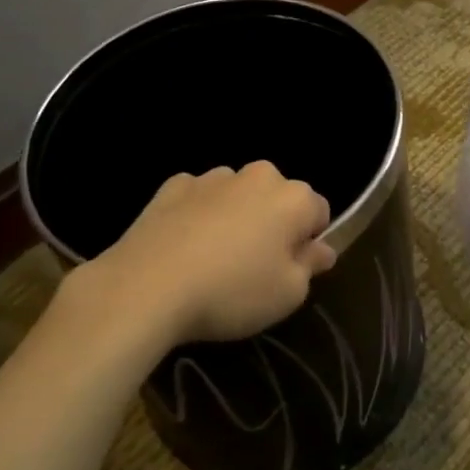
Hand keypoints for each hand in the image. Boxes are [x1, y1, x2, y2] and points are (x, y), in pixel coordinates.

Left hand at [79, 161, 336, 346]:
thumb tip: (322, 249)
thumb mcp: (288, 294)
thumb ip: (311, 266)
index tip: (291, 271)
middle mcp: (257, 175)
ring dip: (235, 217)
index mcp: (293, 197)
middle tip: (255, 268)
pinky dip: (198, 215)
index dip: (309, 243)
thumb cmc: (232, 292)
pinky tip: (183, 248)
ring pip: (237, 195)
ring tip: (214, 260)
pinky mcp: (173, 186)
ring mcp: (212, 177)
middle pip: (277, 198)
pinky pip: (198, 199)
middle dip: (272, 224)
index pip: (319, 212)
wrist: (147, 286)